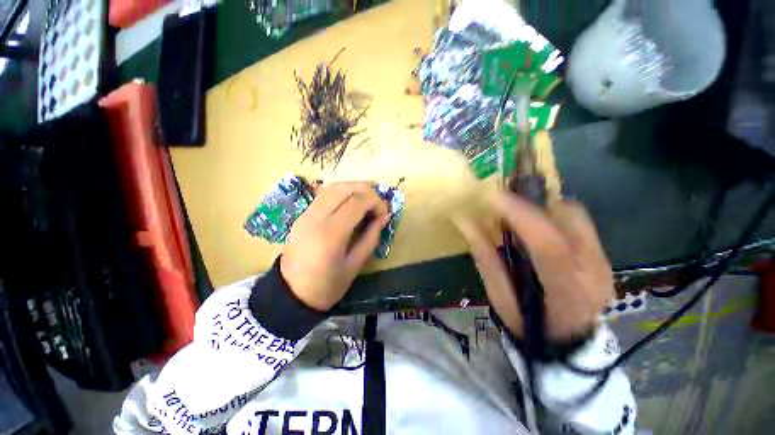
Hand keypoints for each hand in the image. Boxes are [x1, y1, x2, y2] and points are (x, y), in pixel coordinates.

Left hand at [281, 182, 390, 310]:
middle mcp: (317, 217)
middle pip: (344, 188)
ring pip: (332, 187)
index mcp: (331, 233)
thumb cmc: (327, 285)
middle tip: (378, 202)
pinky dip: (341, 192)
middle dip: (366, 190)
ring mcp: (306, 214)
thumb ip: (371, 237)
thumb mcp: (355, 265)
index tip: (385, 213)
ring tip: (367, 199)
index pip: (357, 202)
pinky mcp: (302, 215)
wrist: (290, 294)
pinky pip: (324, 195)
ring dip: (353, 188)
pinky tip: (350, 202)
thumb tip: (385, 216)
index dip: (376, 202)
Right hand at [454, 192, 613, 340]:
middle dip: (532, 202)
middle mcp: (594, 269)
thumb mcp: (500, 297)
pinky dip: (552, 215)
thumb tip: (467, 222)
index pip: (547, 243)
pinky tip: (535, 227)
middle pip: (569, 216)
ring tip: (517, 214)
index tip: (492, 196)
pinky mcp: (603, 255)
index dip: (519, 214)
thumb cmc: (529, 327)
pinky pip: (578, 221)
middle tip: (503, 203)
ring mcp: (604, 260)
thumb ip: (486, 258)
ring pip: (575, 214)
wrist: (569, 346)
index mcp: (567, 288)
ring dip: (542, 207)